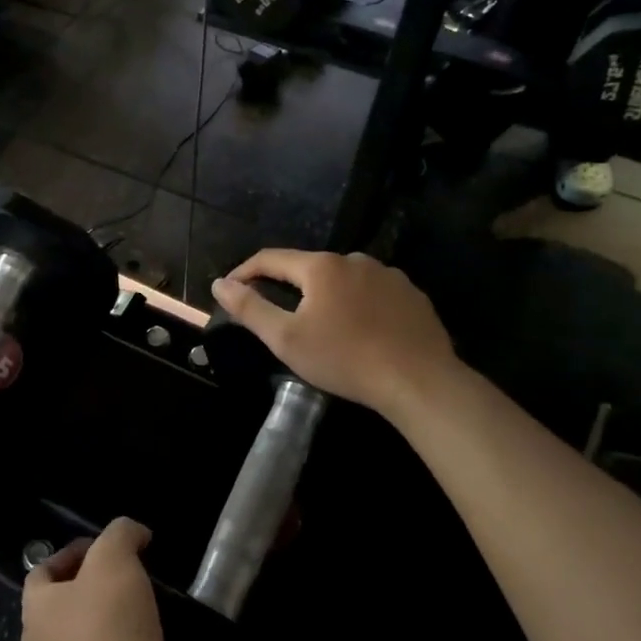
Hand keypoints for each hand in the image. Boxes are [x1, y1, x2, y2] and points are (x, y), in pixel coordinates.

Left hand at [23, 519, 185, 640]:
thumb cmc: (110, 627)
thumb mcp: (115, 559)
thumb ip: (121, 534)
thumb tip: (133, 532)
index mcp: (36, 609)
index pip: (42, 570)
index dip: (71, 552)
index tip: (106, 547)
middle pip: (64, 602)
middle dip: (93, 583)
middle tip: (127, 572)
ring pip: (86, 635)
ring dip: (111, 617)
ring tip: (143, 603)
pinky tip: (149, 639)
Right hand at [209, 250, 461, 417]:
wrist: (421, 381)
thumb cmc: (345, 359)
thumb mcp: (286, 338)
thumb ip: (250, 308)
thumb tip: (220, 284)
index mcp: (321, 266)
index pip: (271, 258)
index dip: (246, 272)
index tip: (231, 289)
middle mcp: (355, 260)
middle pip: (309, 269)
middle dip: (289, 288)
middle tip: (279, 318)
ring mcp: (388, 275)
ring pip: (344, 281)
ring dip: (327, 297)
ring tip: (323, 328)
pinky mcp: (412, 295)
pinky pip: (373, 294)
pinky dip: (359, 306)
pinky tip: (361, 333)